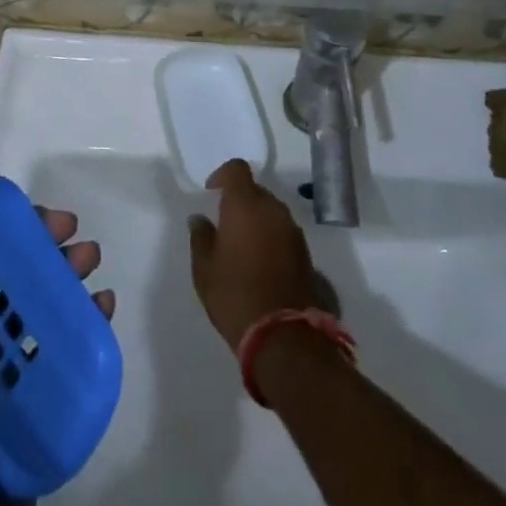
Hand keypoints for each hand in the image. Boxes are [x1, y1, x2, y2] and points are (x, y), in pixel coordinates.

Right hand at [187, 160, 322, 352]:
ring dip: (257, 220)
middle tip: (225, 224)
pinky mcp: (306, 252)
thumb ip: (200, 237)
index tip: (211, 192)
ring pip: (271, 212)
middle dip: (240, 201)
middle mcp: (273, 209)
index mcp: (246, 204)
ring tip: (242, 246)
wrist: (283, 335)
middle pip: (256, 191)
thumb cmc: (235, 295)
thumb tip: (199, 219)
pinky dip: (271, 238)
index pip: (237, 169)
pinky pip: (283, 232)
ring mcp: (293, 230)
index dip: (223, 175)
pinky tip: (260, 262)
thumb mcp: (204, 269)